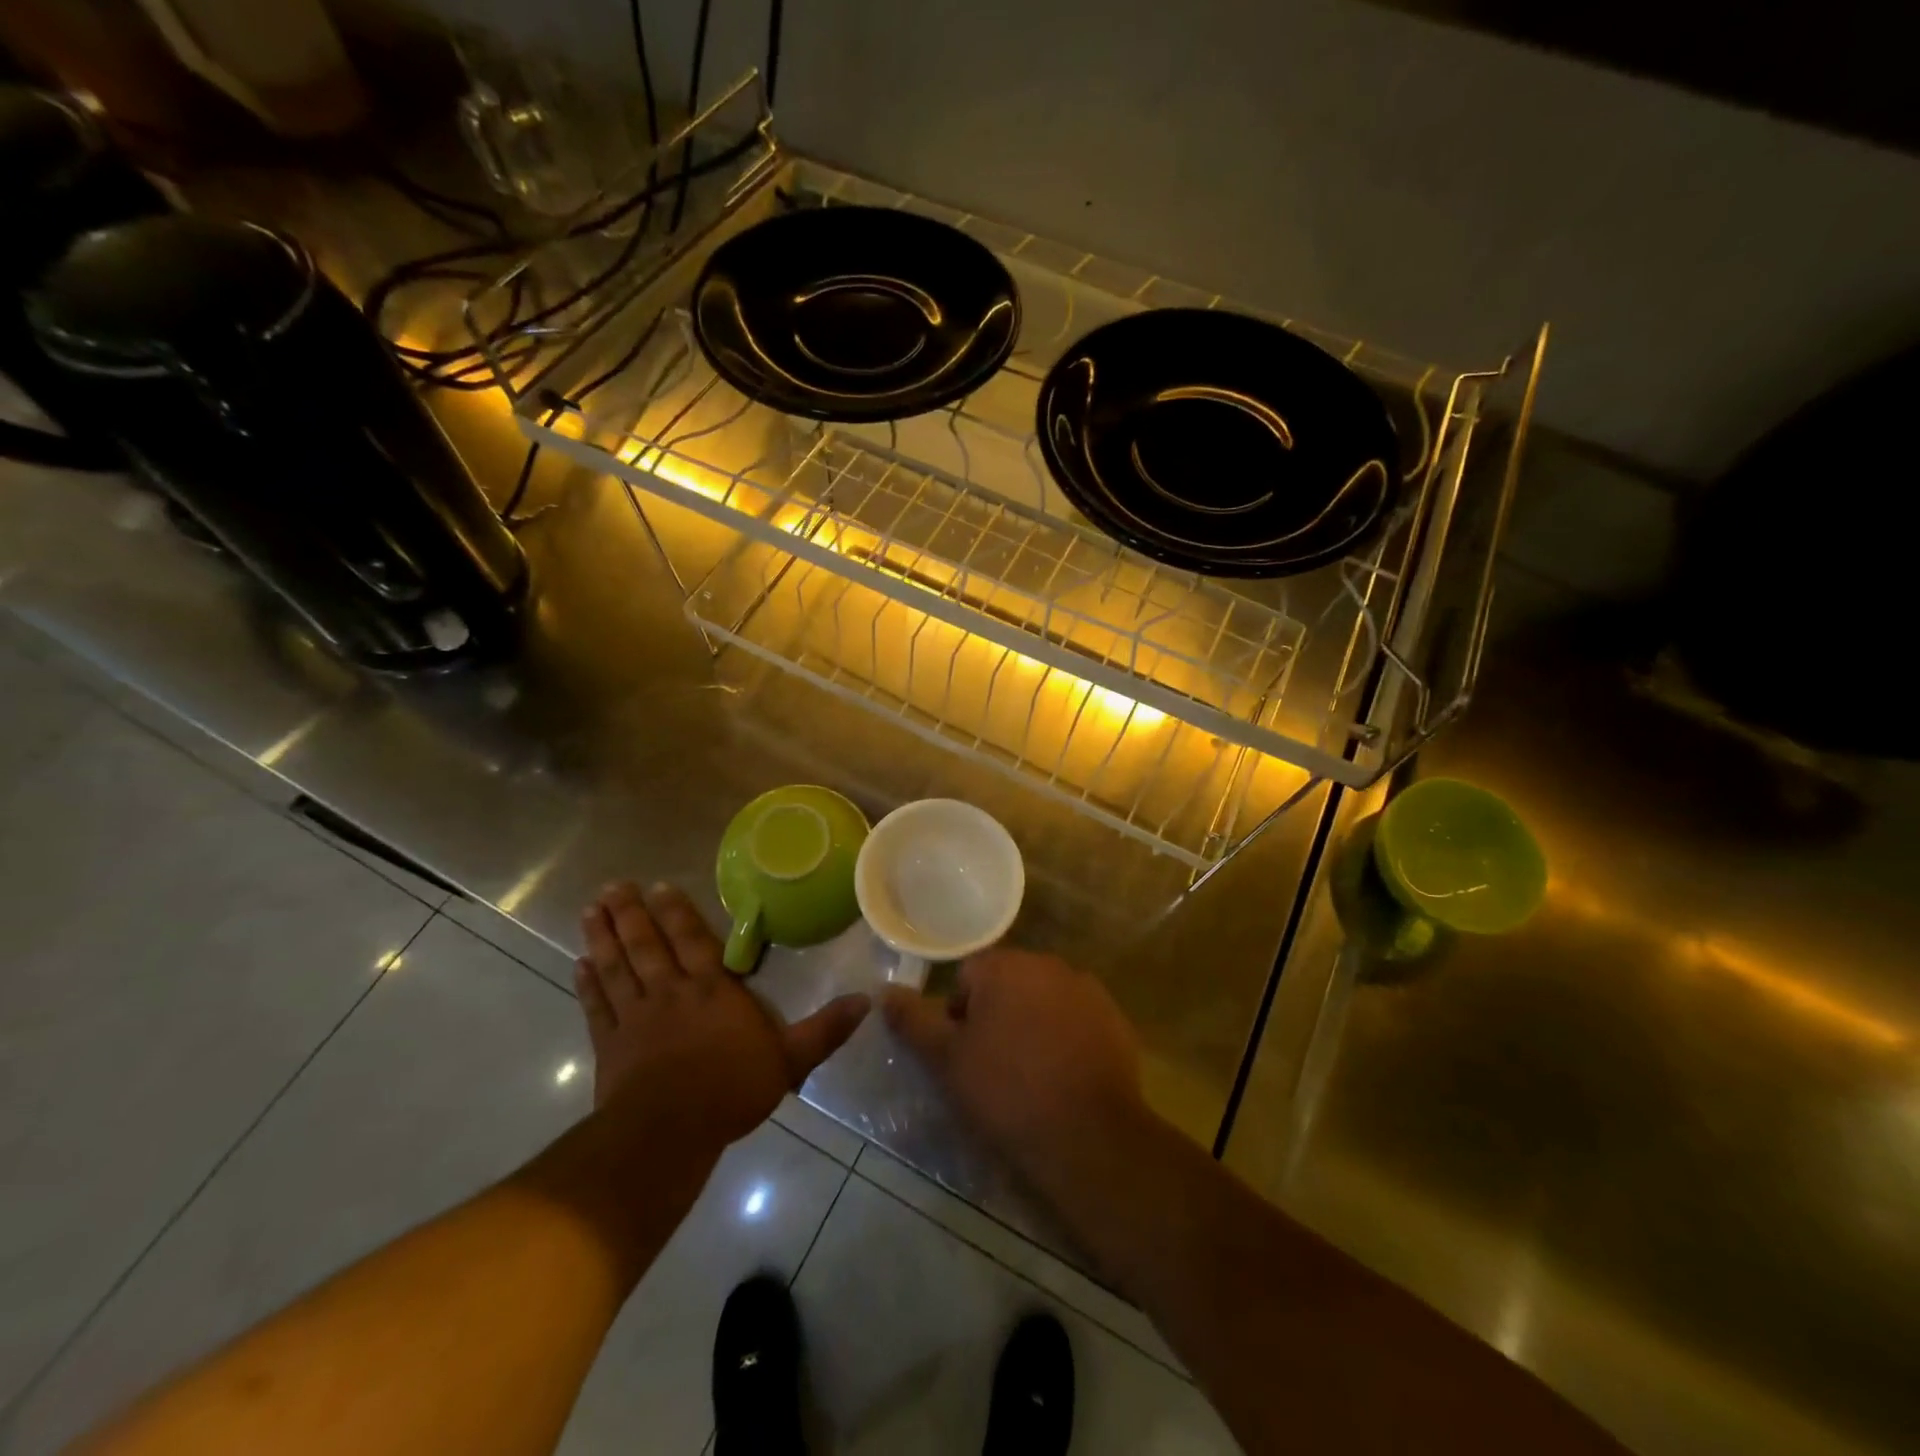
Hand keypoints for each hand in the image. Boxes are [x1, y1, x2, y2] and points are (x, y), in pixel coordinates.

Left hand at [575, 882, 869, 1149]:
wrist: (669, 1134)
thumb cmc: (732, 1089)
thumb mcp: (790, 1059)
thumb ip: (825, 1029)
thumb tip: (867, 1000)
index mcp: (712, 990)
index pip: (693, 941)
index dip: (676, 913)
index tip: (658, 886)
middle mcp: (671, 992)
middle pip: (646, 946)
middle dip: (630, 914)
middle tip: (612, 885)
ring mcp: (636, 1018)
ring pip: (617, 968)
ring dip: (603, 938)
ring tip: (589, 911)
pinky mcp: (611, 1046)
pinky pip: (598, 1007)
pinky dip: (588, 985)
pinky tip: (579, 964)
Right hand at [880, 947, 1147, 1186]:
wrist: (1088, 1135)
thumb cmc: (1006, 1092)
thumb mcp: (947, 1061)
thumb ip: (914, 1021)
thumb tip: (886, 993)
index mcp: (1005, 966)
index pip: (967, 978)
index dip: (958, 1017)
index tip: (963, 1056)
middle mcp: (1048, 964)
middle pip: (1008, 984)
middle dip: (996, 1016)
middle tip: (993, 1067)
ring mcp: (1086, 989)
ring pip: (1043, 1000)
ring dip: (1032, 1024)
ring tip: (1030, 1075)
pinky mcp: (1114, 1018)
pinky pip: (1076, 1019)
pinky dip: (1066, 1038)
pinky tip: (1063, 1077)